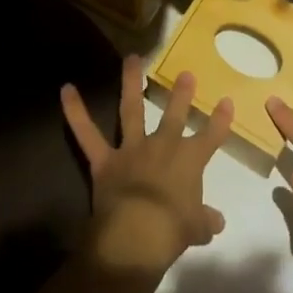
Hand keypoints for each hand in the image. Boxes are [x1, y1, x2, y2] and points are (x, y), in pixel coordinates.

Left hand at [61, 56, 232, 277]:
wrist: (137, 235)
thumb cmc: (172, 231)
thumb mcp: (196, 229)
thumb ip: (205, 221)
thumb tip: (217, 222)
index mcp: (189, 161)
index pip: (210, 137)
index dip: (220, 120)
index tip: (226, 101)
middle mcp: (162, 146)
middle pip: (174, 115)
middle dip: (181, 94)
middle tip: (185, 73)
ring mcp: (132, 149)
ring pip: (131, 109)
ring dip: (130, 81)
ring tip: (131, 57)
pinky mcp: (105, 160)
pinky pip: (86, 133)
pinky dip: (75, 112)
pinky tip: (66, 89)